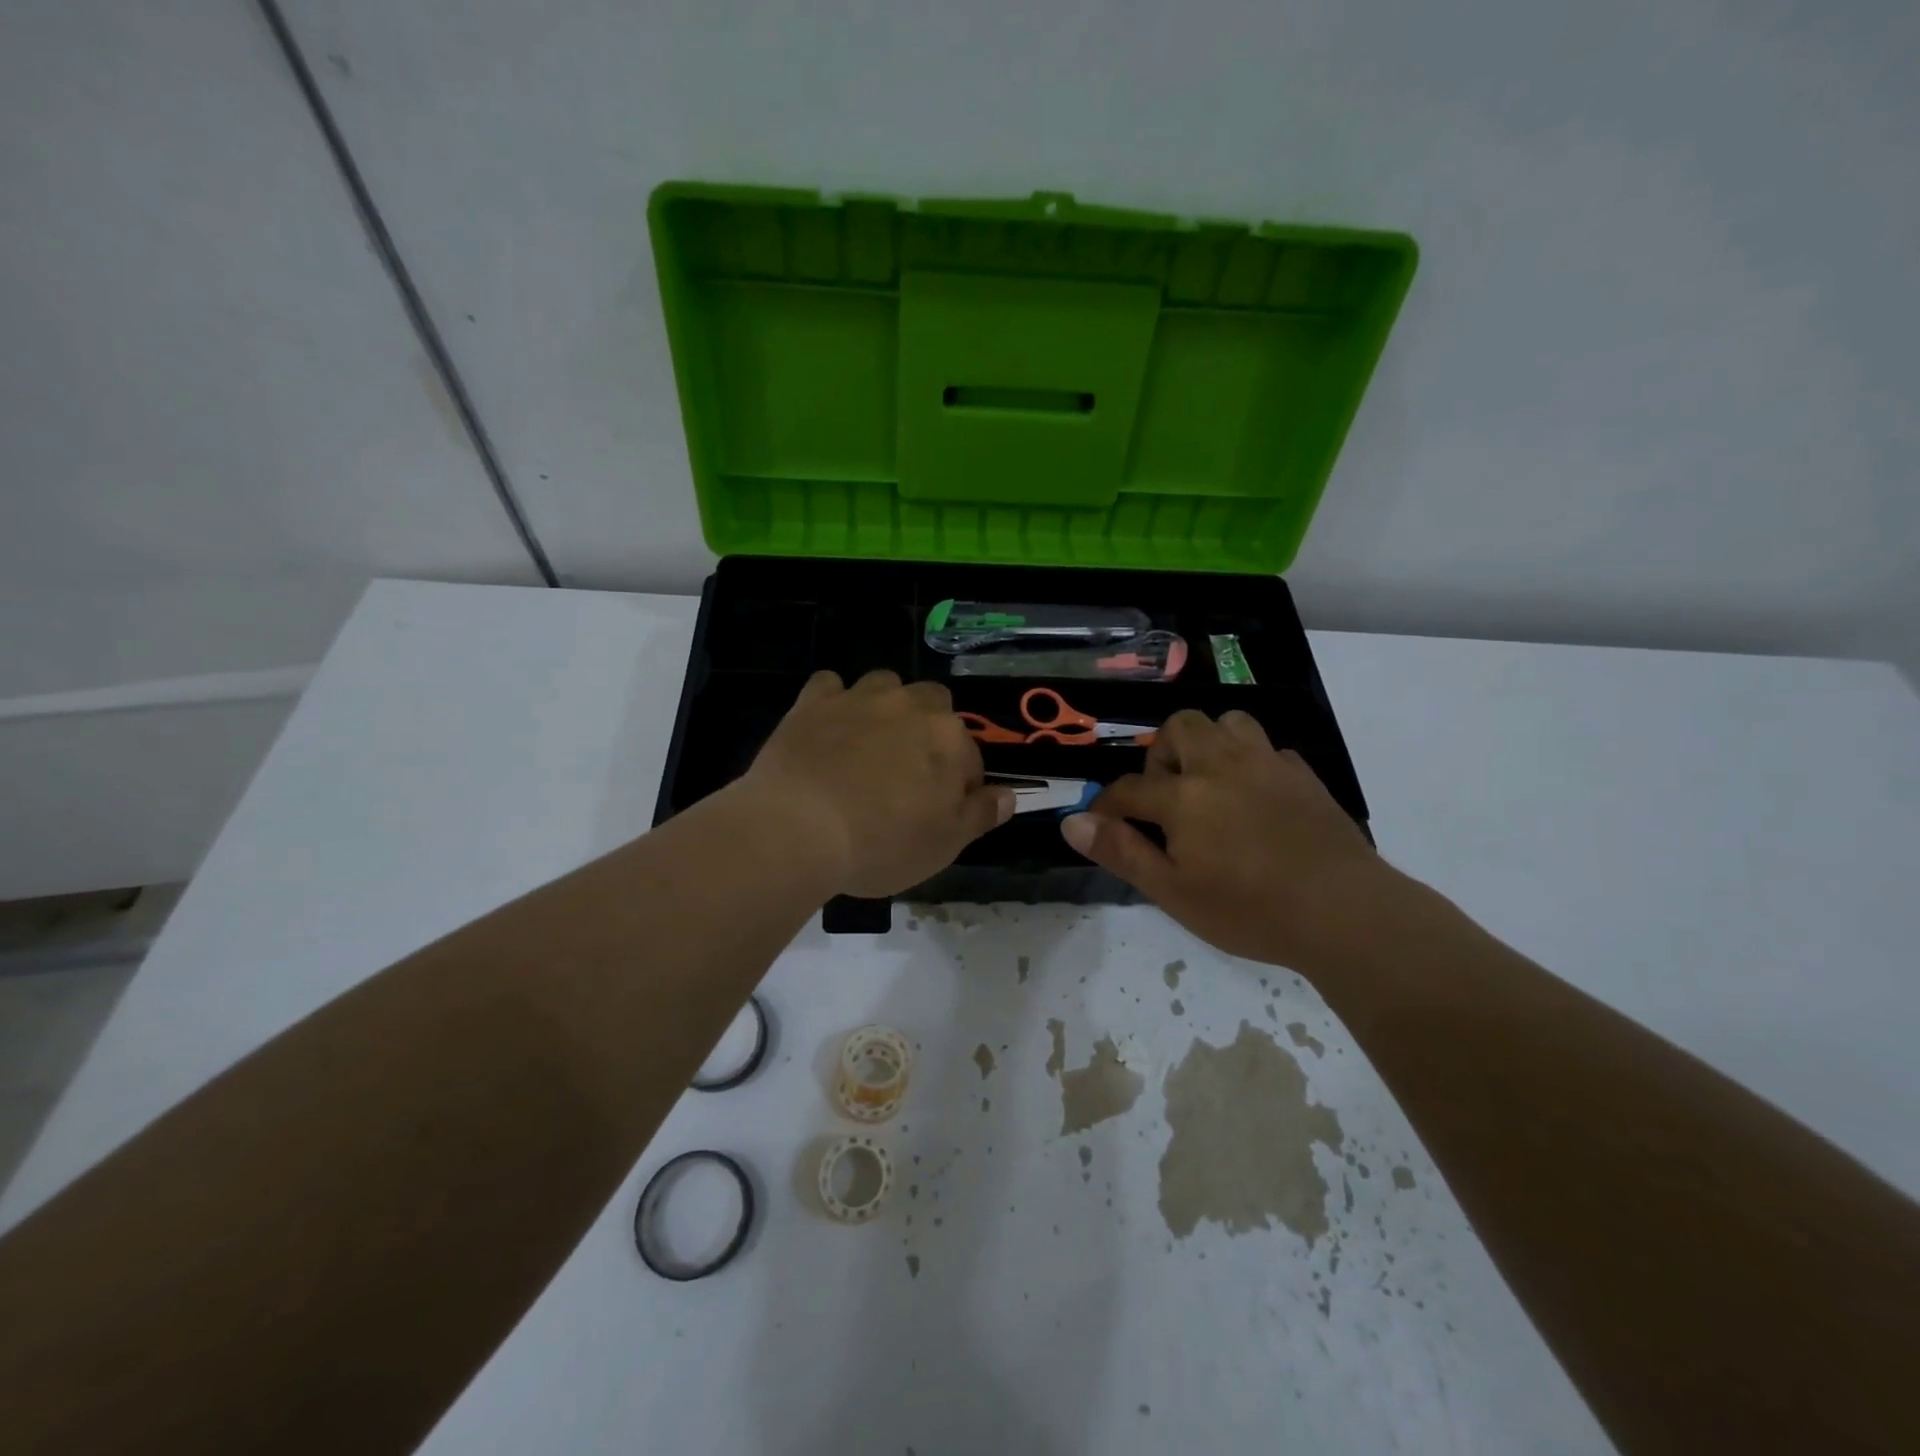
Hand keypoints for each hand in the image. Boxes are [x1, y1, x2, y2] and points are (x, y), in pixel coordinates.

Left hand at [740, 670, 1013, 898]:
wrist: (798, 829)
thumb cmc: (882, 843)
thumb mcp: (944, 844)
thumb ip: (981, 814)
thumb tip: (1009, 796)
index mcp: (949, 738)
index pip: (970, 757)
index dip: (960, 785)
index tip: (939, 812)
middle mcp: (909, 705)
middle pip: (934, 704)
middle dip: (929, 730)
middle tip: (907, 773)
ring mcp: (859, 698)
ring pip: (885, 684)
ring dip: (886, 707)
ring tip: (869, 744)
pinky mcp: (813, 702)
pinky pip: (829, 686)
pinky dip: (833, 701)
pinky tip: (827, 728)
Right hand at [1060, 709, 1399, 972]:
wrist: (1344, 911)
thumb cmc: (1250, 909)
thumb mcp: (1173, 892)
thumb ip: (1121, 852)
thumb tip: (1072, 823)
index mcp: (1184, 796)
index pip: (1129, 789)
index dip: (1107, 805)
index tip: (1100, 822)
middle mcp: (1221, 765)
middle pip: (1179, 728)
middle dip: (1161, 755)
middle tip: (1165, 797)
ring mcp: (1267, 764)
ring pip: (1227, 722)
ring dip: (1207, 744)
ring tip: (1208, 784)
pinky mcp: (1302, 774)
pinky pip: (1266, 748)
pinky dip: (1249, 762)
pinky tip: (1253, 797)